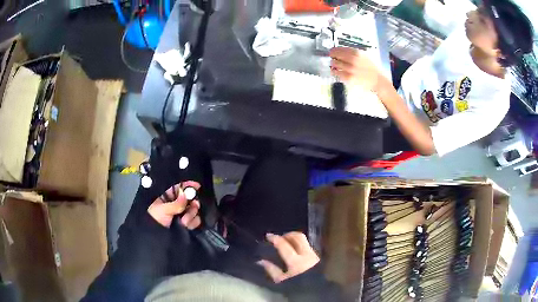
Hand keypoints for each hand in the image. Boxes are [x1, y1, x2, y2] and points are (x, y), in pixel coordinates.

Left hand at [147, 181, 201, 228]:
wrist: (155, 238)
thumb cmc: (154, 220)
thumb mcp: (163, 210)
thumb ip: (176, 203)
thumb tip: (185, 194)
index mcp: (168, 197)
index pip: (179, 187)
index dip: (188, 185)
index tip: (197, 186)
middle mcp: (176, 204)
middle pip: (190, 198)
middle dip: (192, 203)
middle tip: (193, 206)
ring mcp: (182, 214)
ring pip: (194, 209)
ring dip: (191, 215)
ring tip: (184, 222)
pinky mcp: (187, 224)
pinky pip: (196, 220)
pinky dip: (193, 223)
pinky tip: (187, 226)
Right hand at [258, 232, 319, 282]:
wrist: (314, 290)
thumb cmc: (295, 286)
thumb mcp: (281, 281)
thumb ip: (271, 269)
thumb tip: (261, 261)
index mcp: (296, 262)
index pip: (284, 245)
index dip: (275, 238)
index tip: (268, 235)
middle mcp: (307, 255)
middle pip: (298, 237)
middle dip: (288, 235)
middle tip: (279, 237)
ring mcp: (313, 255)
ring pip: (304, 240)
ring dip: (294, 239)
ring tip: (286, 242)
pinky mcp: (317, 256)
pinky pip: (307, 245)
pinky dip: (299, 244)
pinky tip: (294, 249)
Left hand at [329, 47, 383, 92]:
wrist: (377, 79)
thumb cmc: (371, 67)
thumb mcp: (363, 54)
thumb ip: (352, 52)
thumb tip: (339, 50)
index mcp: (356, 52)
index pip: (338, 49)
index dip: (333, 50)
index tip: (332, 52)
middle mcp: (352, 59)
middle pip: (334, 55)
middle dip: (333, 57)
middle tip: (333, 59)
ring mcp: (350, 69)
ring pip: (334, 63)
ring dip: (333, 64)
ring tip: (336, 65)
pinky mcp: (349, 78)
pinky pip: (336, 73)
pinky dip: (335, 72)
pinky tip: (337, 71)